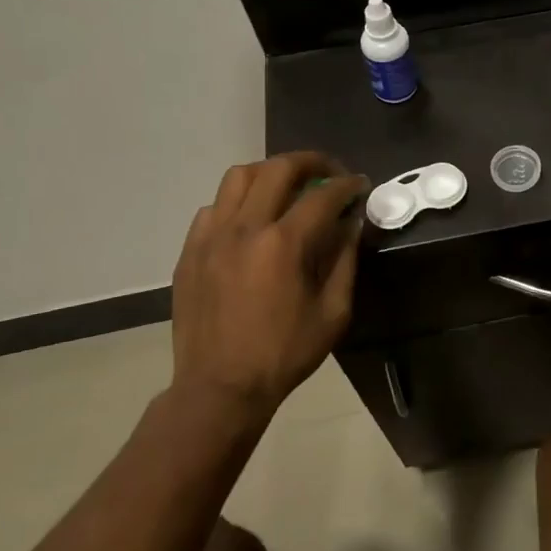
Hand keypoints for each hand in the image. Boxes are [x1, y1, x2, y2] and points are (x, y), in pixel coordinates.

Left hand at [170, 152, 363, 423]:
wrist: (219, 388)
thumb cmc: (284, 354)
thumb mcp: (332, 313)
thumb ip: (345, 260)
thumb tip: (352, 223)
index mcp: (283, 245)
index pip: (322, 195)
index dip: (347, 185)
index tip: (360, 185)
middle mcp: (244, 229)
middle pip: (278, 169)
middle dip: (311, 162)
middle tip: (329, 174)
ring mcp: (211, 237)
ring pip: (239, 177)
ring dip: (270, 173)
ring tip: (288, 187)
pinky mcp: (190, 251)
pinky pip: (214, 207)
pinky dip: (238, 201)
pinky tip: (251, 220)